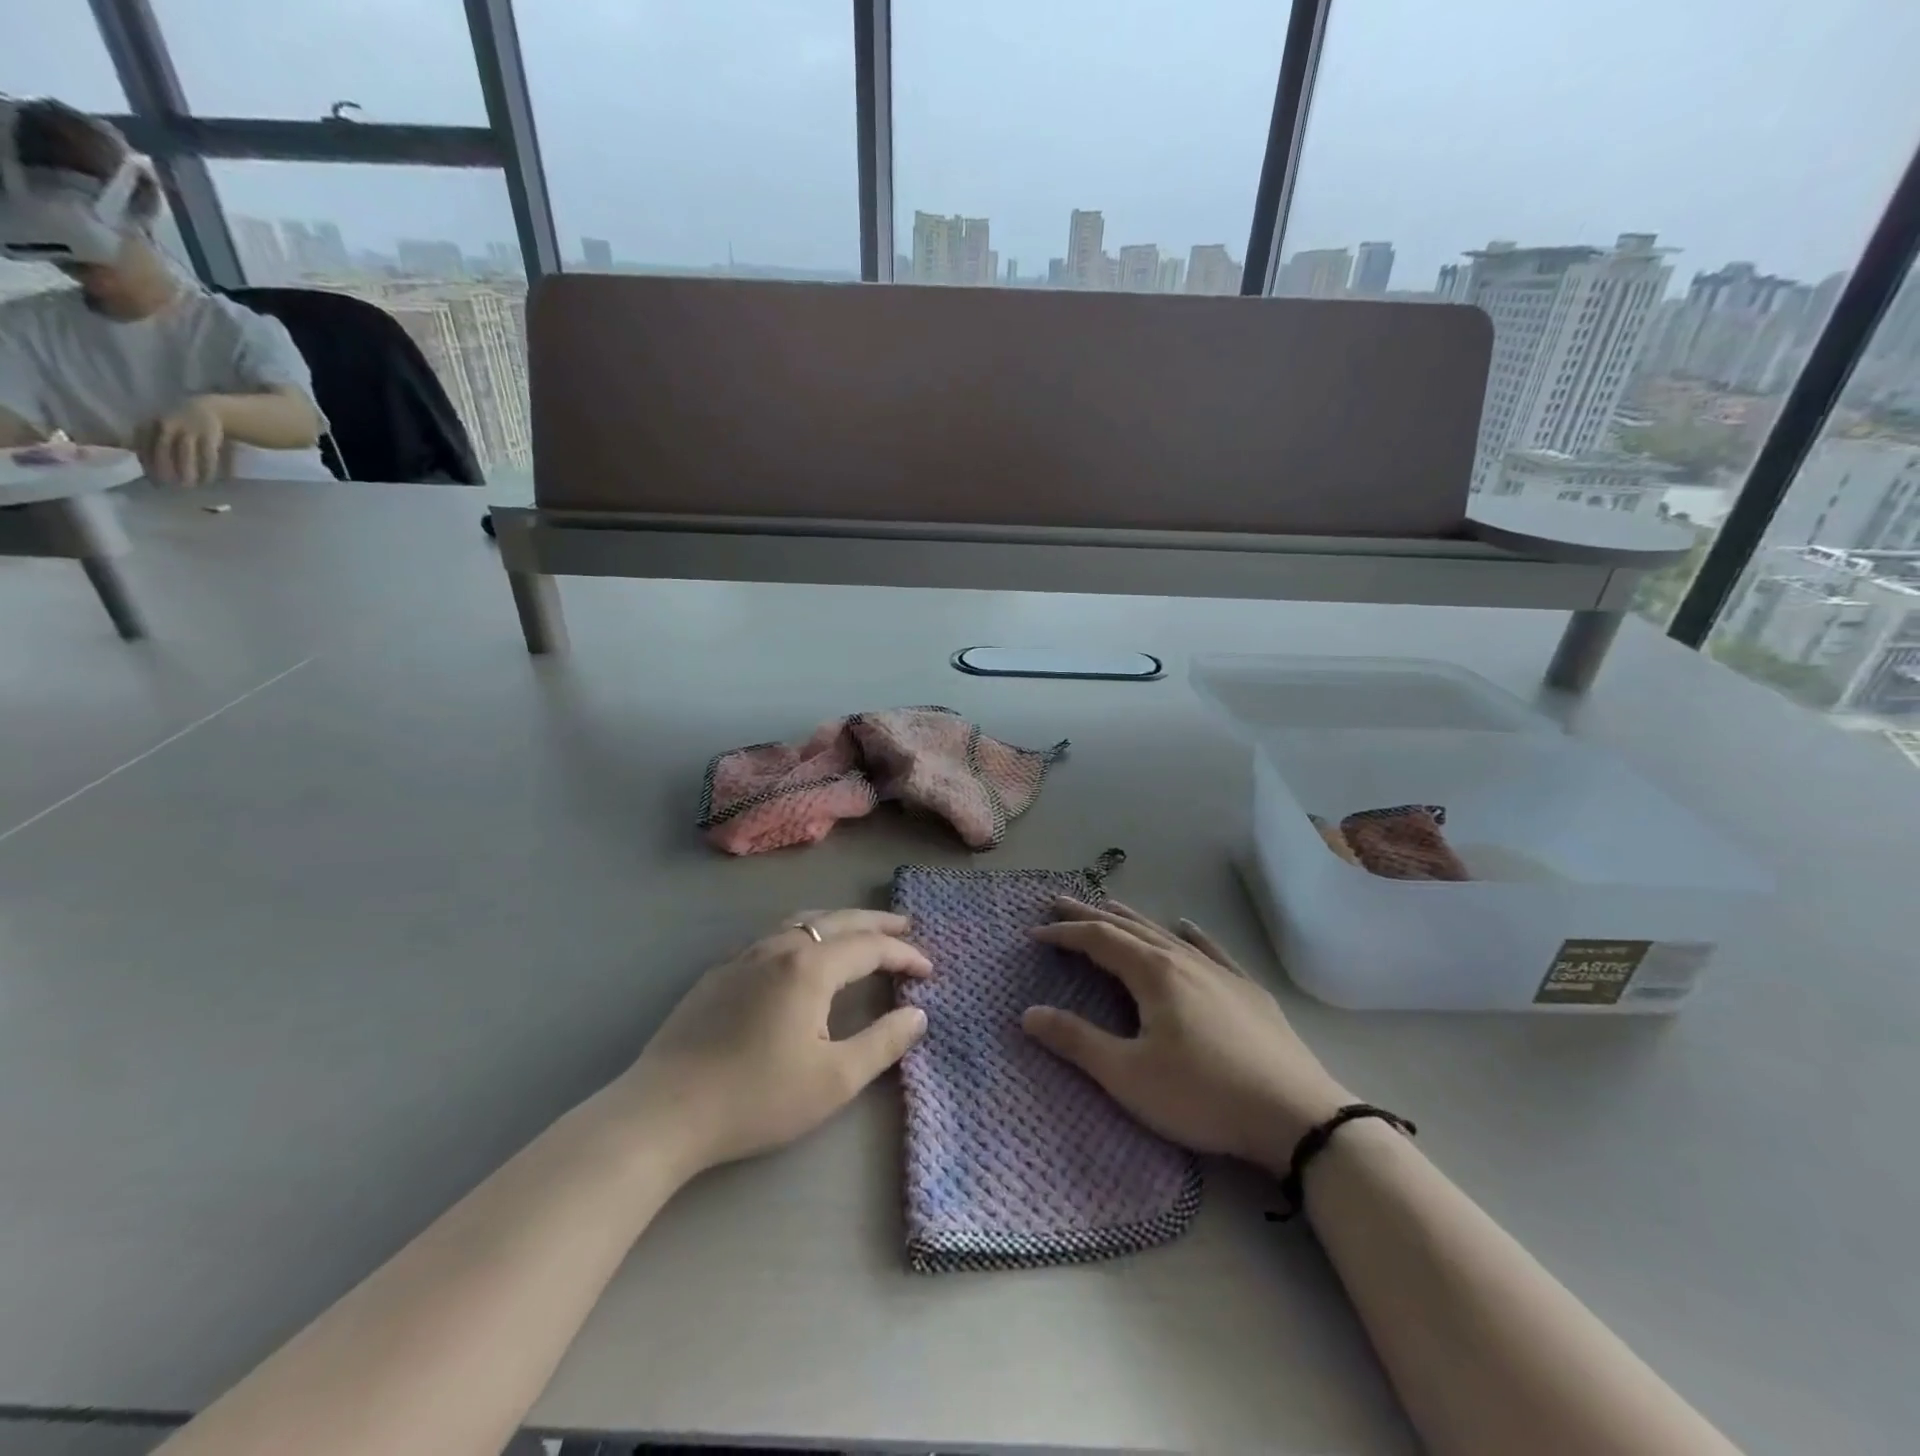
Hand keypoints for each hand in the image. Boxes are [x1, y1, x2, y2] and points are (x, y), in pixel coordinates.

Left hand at [137, 397, 225, 485]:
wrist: (208, 409)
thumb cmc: (181, 424)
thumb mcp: (159, 427)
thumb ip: (150, 442)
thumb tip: (145, 466)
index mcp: (149, 424)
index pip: (143, 445)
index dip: (147, 463)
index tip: (152, 480)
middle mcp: (166, 425)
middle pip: (162, 450)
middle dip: (164, 468)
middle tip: (169, 486)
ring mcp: (189, 430)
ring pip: (184, 453)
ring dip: (186, 471)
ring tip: (189, 486)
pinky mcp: (209, 436)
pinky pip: (207, 455)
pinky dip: (207, 469)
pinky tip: (208, 480)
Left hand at [615, 909, 929, 1176]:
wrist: (663, 1112)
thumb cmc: (756, 1098)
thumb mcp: (834, 1080)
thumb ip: (883, 1043)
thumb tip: (917, 1015)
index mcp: (810, 967)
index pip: (870, 947)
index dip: (904, 955)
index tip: (929, 970)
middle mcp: (779, 948)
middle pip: (838, 921)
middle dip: (876, 923)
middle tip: (905, 926)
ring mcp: (744, 956)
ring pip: (802, 922)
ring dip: (838, 923)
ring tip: (859, 933)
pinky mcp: (719, 973)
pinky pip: (773, 937)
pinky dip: (804, 934)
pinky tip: (801, 956)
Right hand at [1023, 899, 1352, 1173]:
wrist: (1297, 1116)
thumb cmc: (1203, 1095)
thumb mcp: (1128, 1076)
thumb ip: (1076, 1041)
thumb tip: (1028, 1013)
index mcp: (1153, 973)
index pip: (1098, 940)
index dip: (1065, 933)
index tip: (1035, 932)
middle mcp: (1184, 960)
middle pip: (1129, 928)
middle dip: (1091, 915)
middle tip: (1061, 902)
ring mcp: (1220, 972)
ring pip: (1166, 934)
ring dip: (1133, 920)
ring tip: (1110, 907)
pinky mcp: (1249, 991)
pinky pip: (1211, 950)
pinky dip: (1190, 935)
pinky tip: (1186, 927)